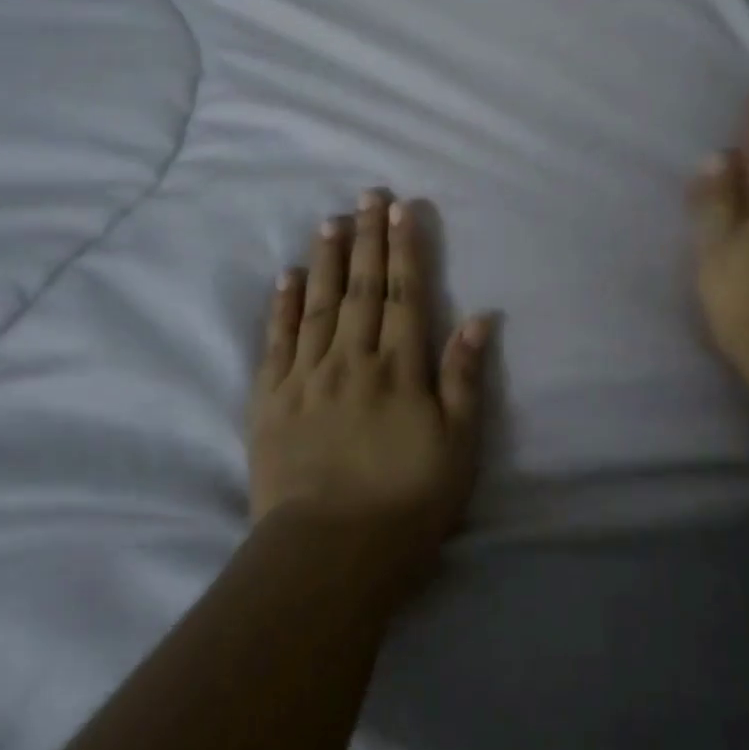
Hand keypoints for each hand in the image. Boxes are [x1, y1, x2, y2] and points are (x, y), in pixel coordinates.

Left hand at [248, 190, 490, 584]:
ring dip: (327, 258)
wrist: (328, 555)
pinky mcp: (271, 400)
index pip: (404, 294)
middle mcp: (352, 359)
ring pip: (319, 304)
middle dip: (368, 237)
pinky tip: (288, 276)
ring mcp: (306, 376)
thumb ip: (464, 378)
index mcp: (399, 369)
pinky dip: (283, 305)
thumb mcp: (457, 447)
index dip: (405, 248)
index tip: (403, 208)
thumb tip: (478, 317)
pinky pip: (277, 341)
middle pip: (362, 287)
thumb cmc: (406, 504)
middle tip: (367, 194)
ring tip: (330, 219)